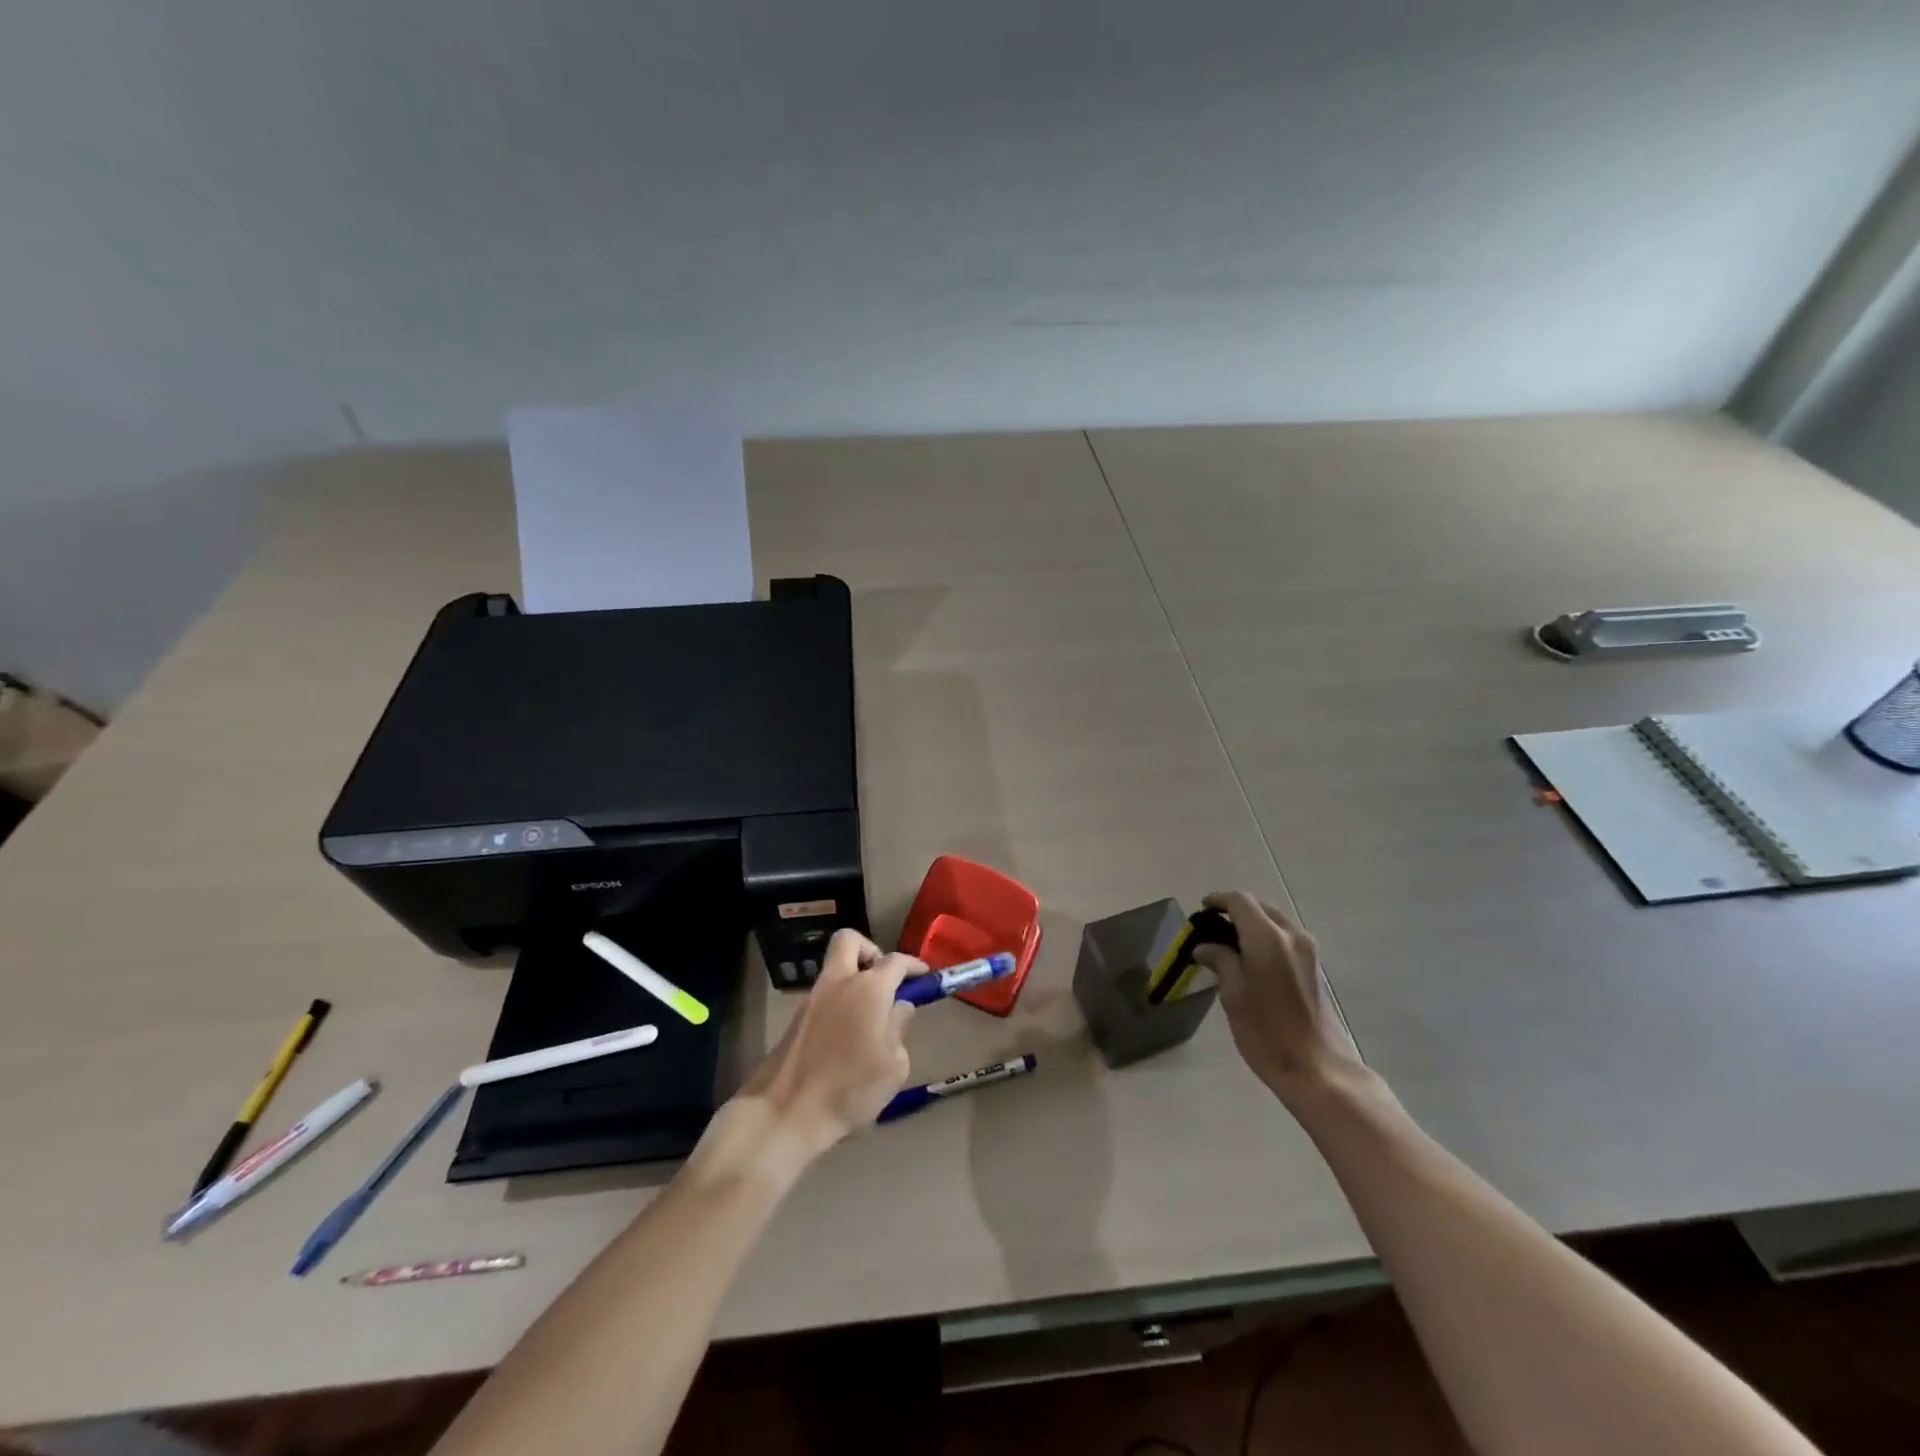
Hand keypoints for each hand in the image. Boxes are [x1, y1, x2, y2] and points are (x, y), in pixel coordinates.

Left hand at [733, 929, 921, 1163]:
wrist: (786, 1112)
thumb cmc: (850, 1089)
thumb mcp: (893, 1066)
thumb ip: (899, 1029)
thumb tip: (899, 1007)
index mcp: (869, 989)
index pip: (895, 961)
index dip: (913, 964)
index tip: (924, 975)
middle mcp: (839, 982)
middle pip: (849, 940)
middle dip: (870, 949)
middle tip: (884, 978)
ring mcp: (813, 997)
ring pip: (834, 968)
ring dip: (852, 978)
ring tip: (869, 1013)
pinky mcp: (796, 1018)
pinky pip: (823, 994)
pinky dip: (838, 1001)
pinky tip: (847, 1034)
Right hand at [1192, 891, 1368, 1105]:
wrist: (1318, 1069)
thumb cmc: (1267, 1032)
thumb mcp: (1233, 996)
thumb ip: (1220, 961)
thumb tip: (1205, 947)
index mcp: (1268, 938)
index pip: (1240, 901)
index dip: (1218, 901)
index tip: (1200, 911)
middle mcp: (1292, 935)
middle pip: (1259, 908)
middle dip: (1234, 913)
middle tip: (1210, 930)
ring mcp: (1308, 951)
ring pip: (1274, 923)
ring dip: (1251, 926)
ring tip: (1228, 947)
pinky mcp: (1315, 967)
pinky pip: (1284, 939)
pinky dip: (1265, 939)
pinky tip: (1250, 961)